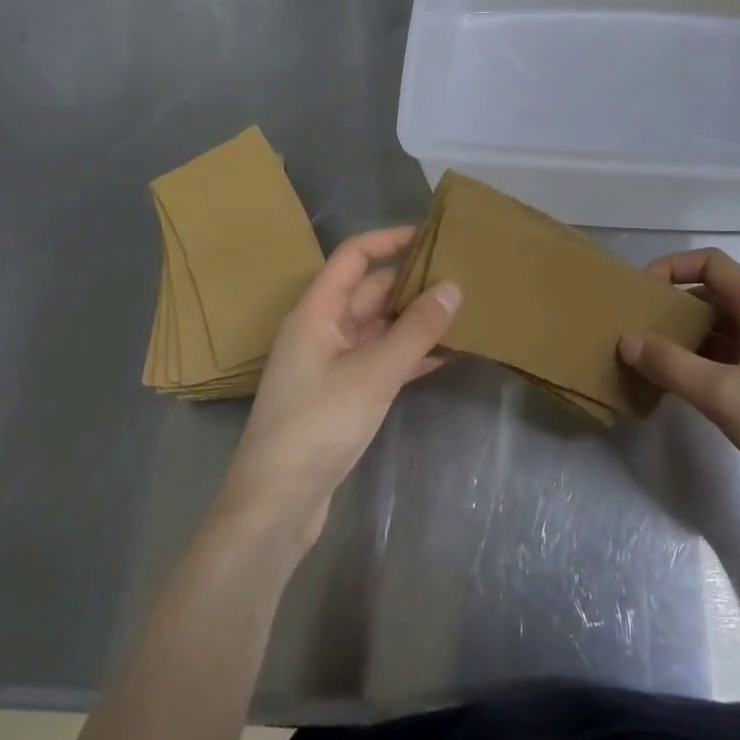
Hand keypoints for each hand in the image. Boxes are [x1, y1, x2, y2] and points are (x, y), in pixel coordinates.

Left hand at [216, 227, 459, 548]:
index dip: (389, 239)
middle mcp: (322, 330)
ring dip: (415, 320)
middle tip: (461, 274)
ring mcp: (332, 364)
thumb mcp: (373, 372)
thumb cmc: (318, 424)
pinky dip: (410, 354)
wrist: (277, 505)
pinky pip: (382, 360)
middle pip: (370, 291)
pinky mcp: (343, 395)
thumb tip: (453, 286)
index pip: (353, 257)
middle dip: (411, 281)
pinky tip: (447, 354)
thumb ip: (416, 329)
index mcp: (316, 312)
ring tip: (463, 309)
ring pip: (379, 327)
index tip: (432, 234)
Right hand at [620, 249, 739, 540]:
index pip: (712, 263)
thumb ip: (671, 365)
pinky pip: (731, 360)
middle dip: (673, 307)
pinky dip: (701, 365)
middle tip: (634, 329)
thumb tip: (626, 339)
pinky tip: (678, 387)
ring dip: (685, 339)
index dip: (672, 267)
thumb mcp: (725, 396)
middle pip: (714, 295)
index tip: (639, 294)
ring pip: (721, 331)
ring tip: (646, 358)